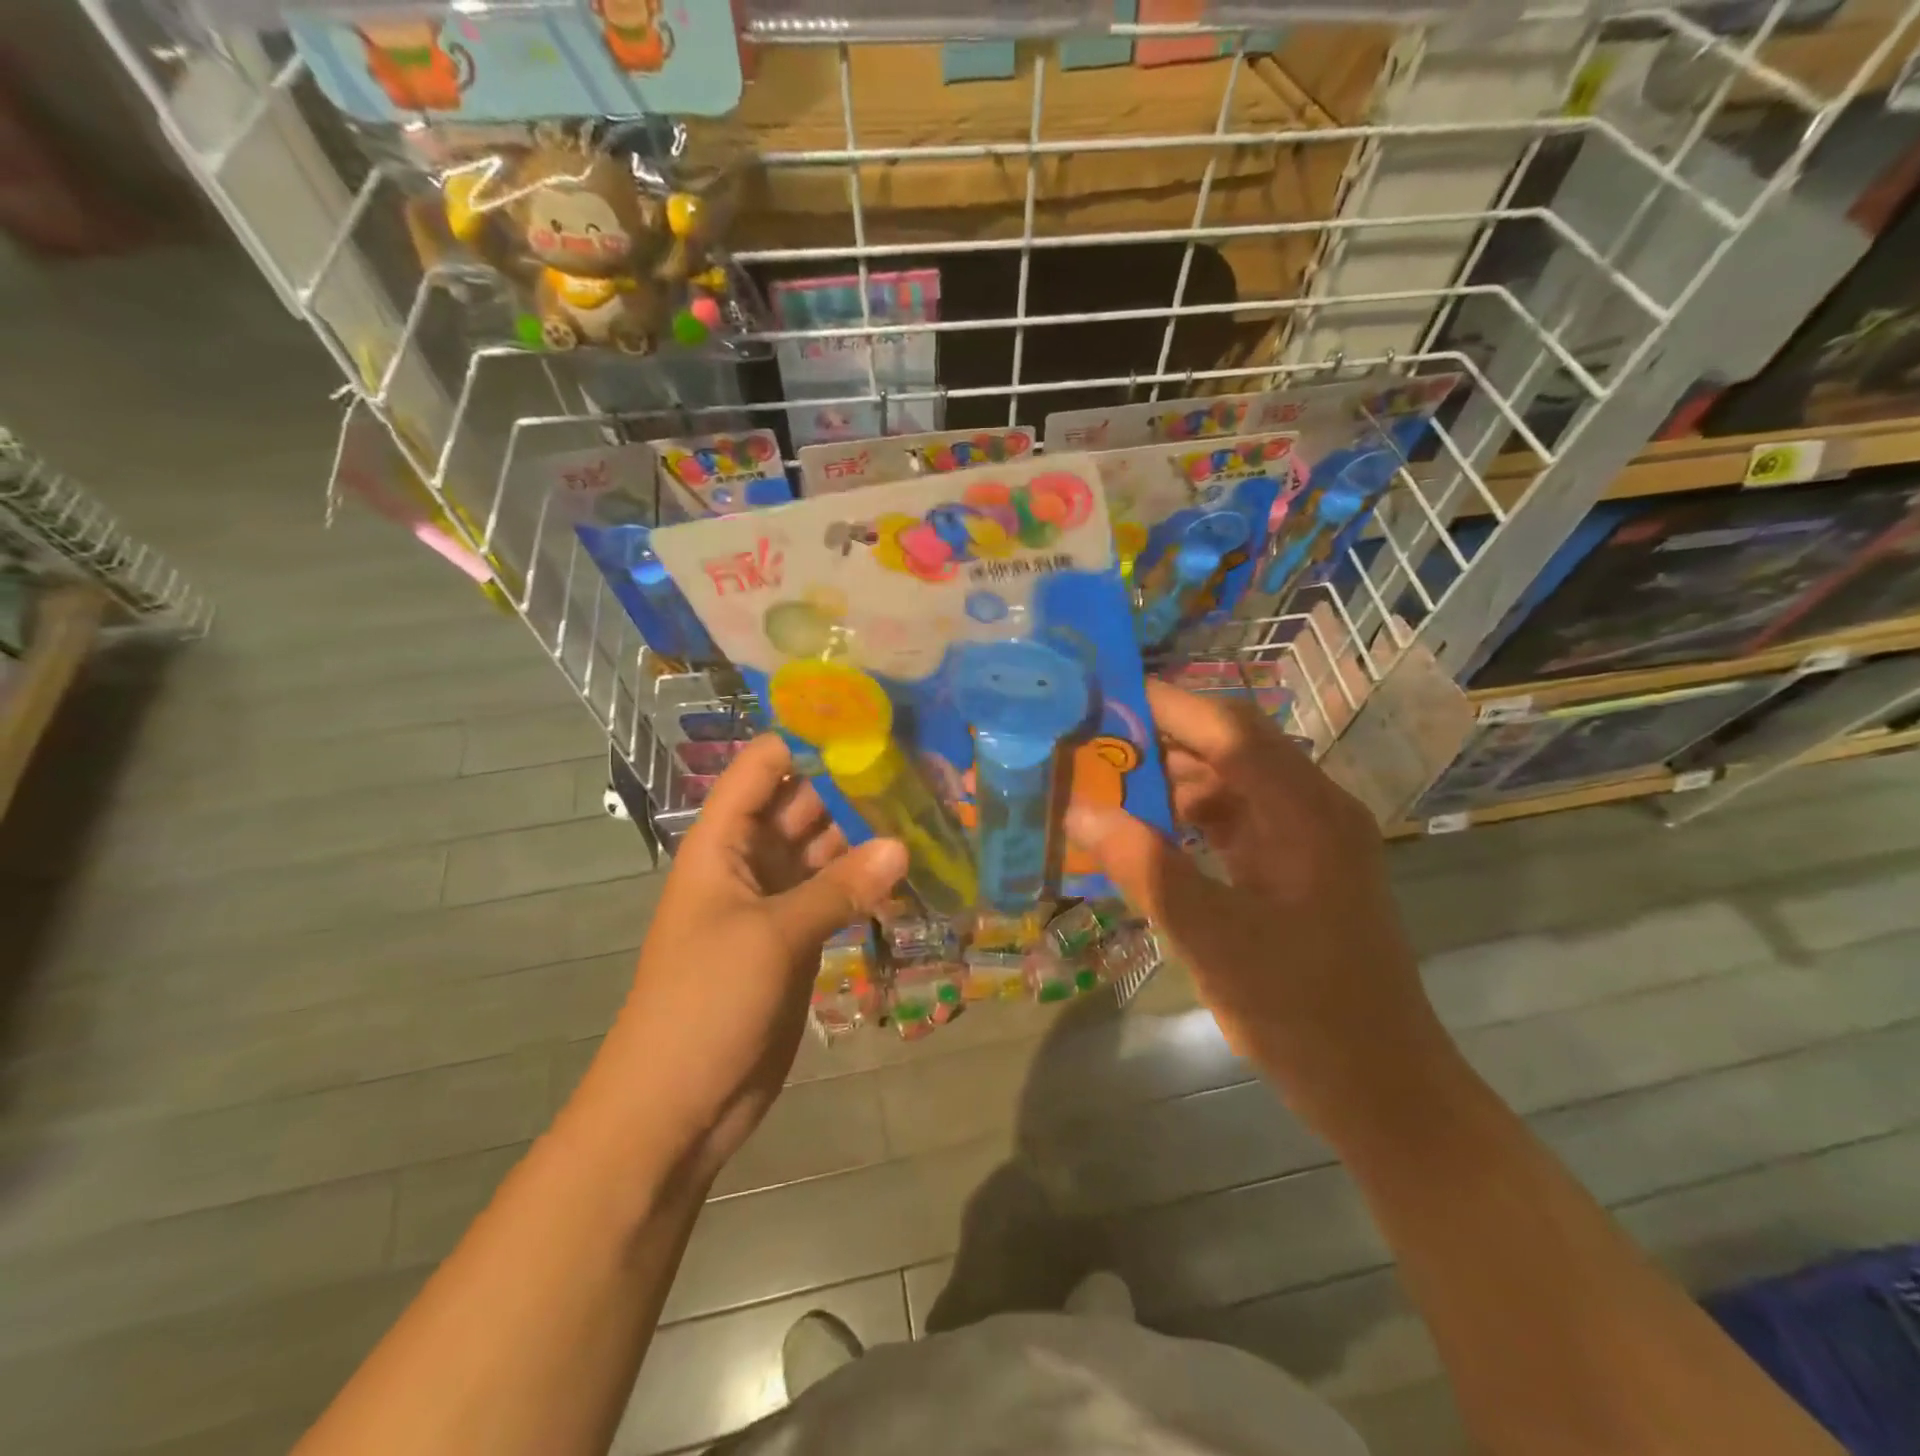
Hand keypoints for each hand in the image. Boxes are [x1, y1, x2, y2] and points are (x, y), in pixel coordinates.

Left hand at [581, 735, 905, 1178]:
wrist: (677, 1104)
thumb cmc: (705, 1002)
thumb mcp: (772, 936)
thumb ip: (839, 887)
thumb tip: (903, 844)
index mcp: (722, 841)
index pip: (766, 767)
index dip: (811, 738)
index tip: (874, 722)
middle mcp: (749, 859)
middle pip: (804, 804)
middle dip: (854, 785)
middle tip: (922, 764)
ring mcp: (775, 900)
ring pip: (825, 849)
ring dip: (868, 833)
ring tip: (930, 807)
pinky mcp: (797, 938)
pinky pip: (836, 894)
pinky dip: (867, 881)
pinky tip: (913, 867)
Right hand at [1066, 682, 1452, 1132]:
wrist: (1380, 1087)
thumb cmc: (1302, 1013)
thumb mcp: (1213, 940)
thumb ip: (1146, 869)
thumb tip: (1079, 812)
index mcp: (1306, 814)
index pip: (1230, 731)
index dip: (1168, 705)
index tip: (1105, 695)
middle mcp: (1313, 811)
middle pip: (1232, 750)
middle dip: (1163, 740)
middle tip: (1092, 742)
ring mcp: (1309, 840)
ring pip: (1232, 786)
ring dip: (1173, 782)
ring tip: (1107, 786)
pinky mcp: (1298, 869)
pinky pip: (1237, 823)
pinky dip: (1191, 820)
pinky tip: (1147, 836)